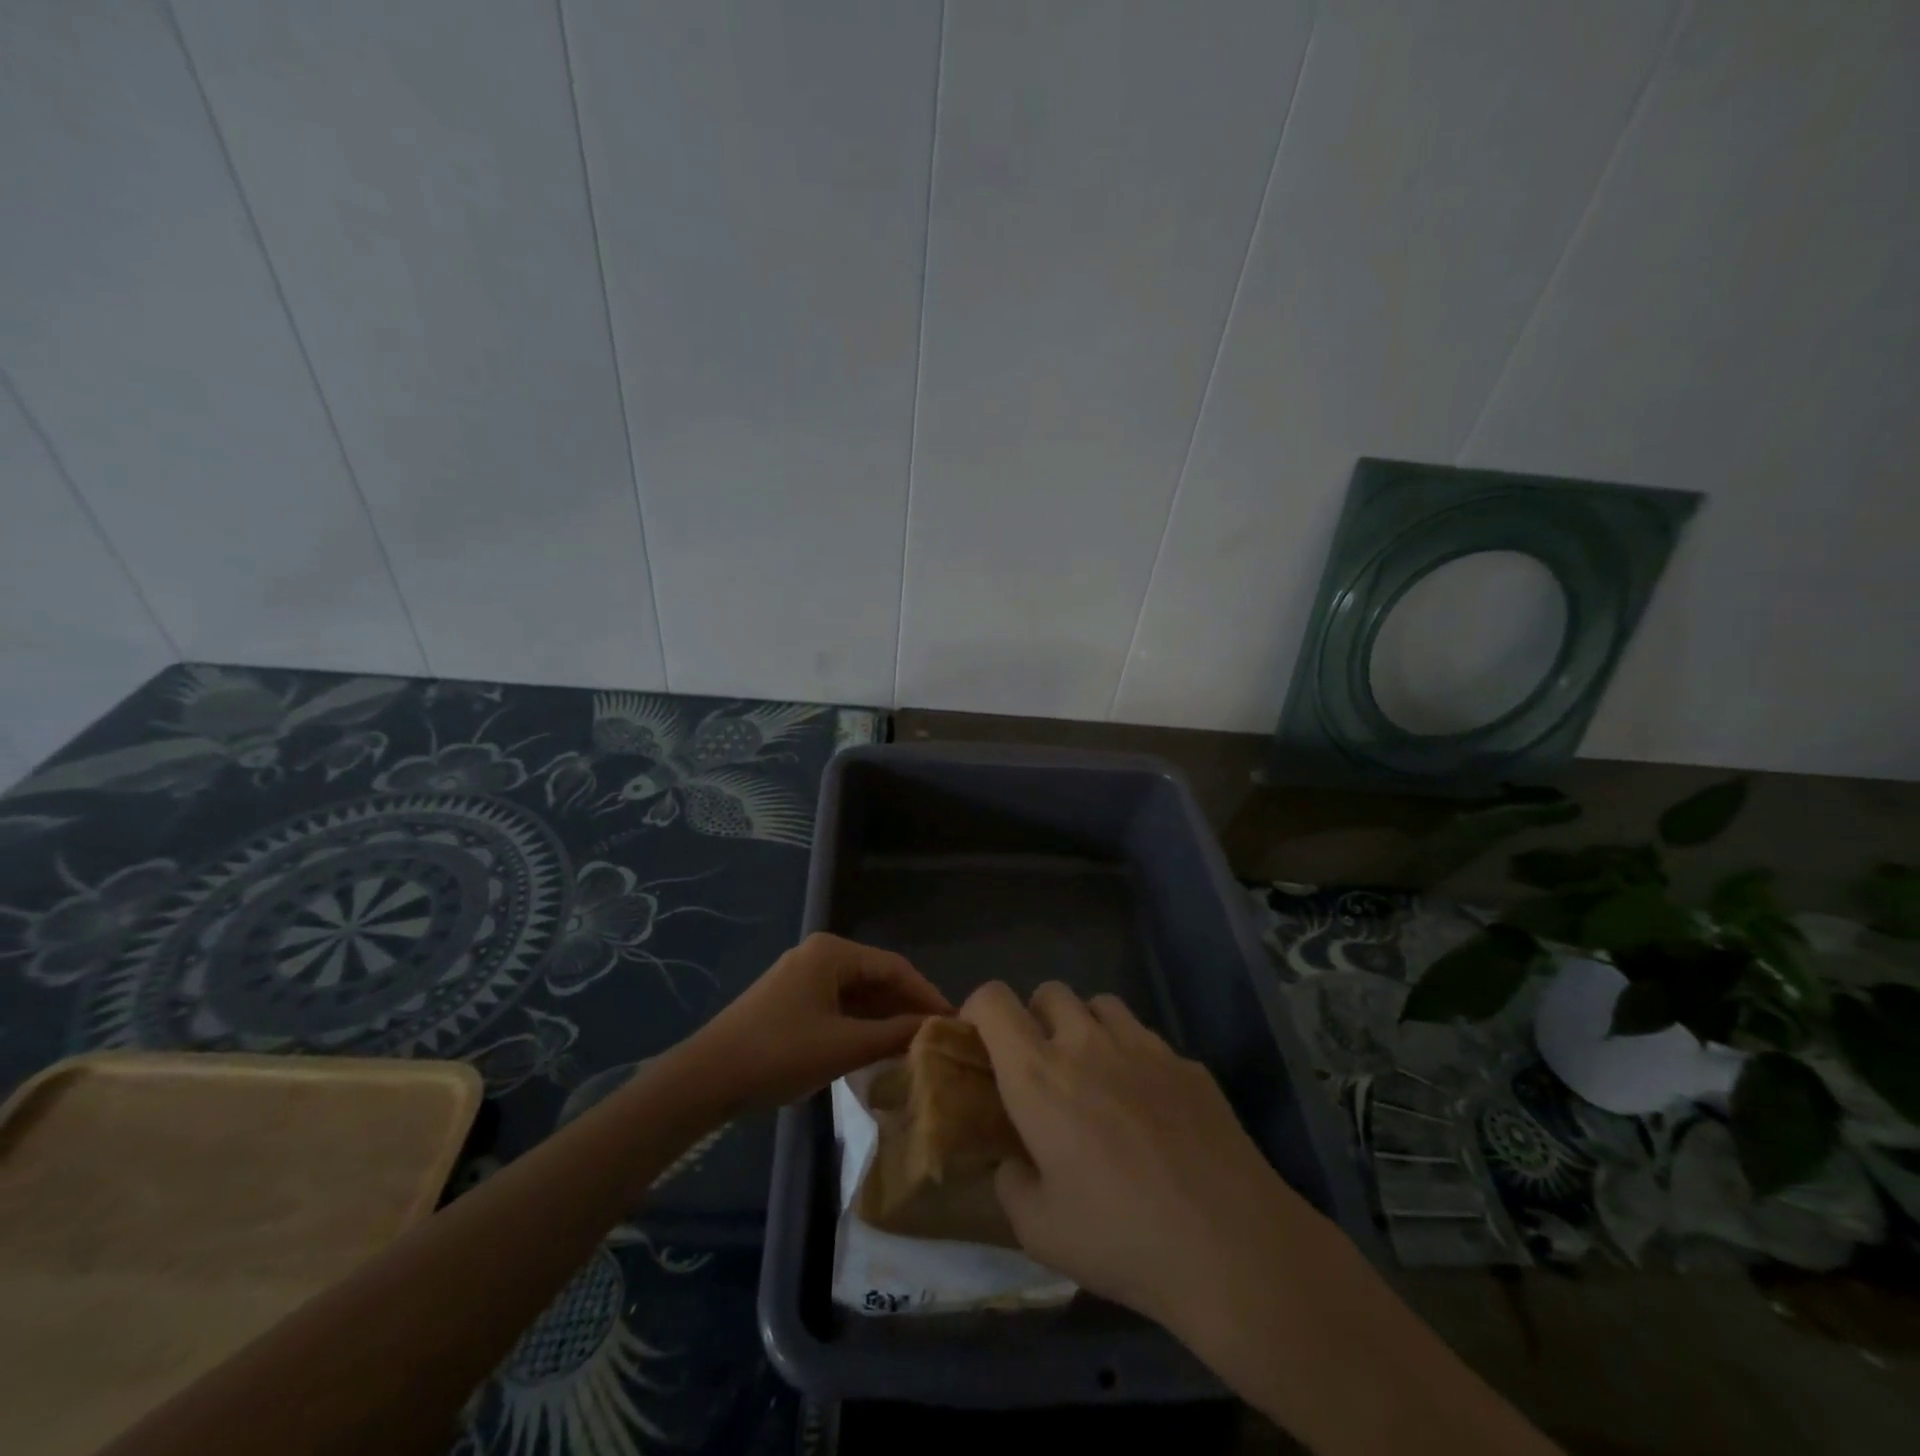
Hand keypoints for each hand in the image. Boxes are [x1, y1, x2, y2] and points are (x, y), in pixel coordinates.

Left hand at [685, 933, 951, 1109]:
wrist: (706, 1078)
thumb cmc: (779, 1053)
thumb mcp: (844, 1046)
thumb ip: (893, 1035)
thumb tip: (935, 1030)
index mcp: (833, 952)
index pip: (895, 967)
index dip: (927, 994)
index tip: (954, 1022)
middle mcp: (820, 954)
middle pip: (877, 977)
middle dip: (907, 1006)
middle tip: (938, 1037)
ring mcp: (803, 976)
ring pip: (858, 993)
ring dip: (885, 1017)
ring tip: (915, 1046)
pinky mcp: (792, 1000)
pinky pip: (839, 1005)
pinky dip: (861, 1024)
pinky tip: (878, 1048)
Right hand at [961, 980, 1322, 1338]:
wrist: (1231, 1246)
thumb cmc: (1121, 1239)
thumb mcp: (1040, 1232)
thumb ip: (1012, 1185)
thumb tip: (1013, 1163)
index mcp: (1038, 1076)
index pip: (994, 1000)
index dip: (978, 1008)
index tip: (979, 1039)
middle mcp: (1086, 1044)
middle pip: (1050, 991)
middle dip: (1036, 1017)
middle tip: (1043, 1065)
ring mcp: (1143, 1046)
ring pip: (1101, 1004)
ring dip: (1086, 1027)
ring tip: (1096, 1074)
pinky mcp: (1187, 1062)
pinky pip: (1147, 1039)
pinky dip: (1134, 1057)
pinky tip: (1150, 1108)